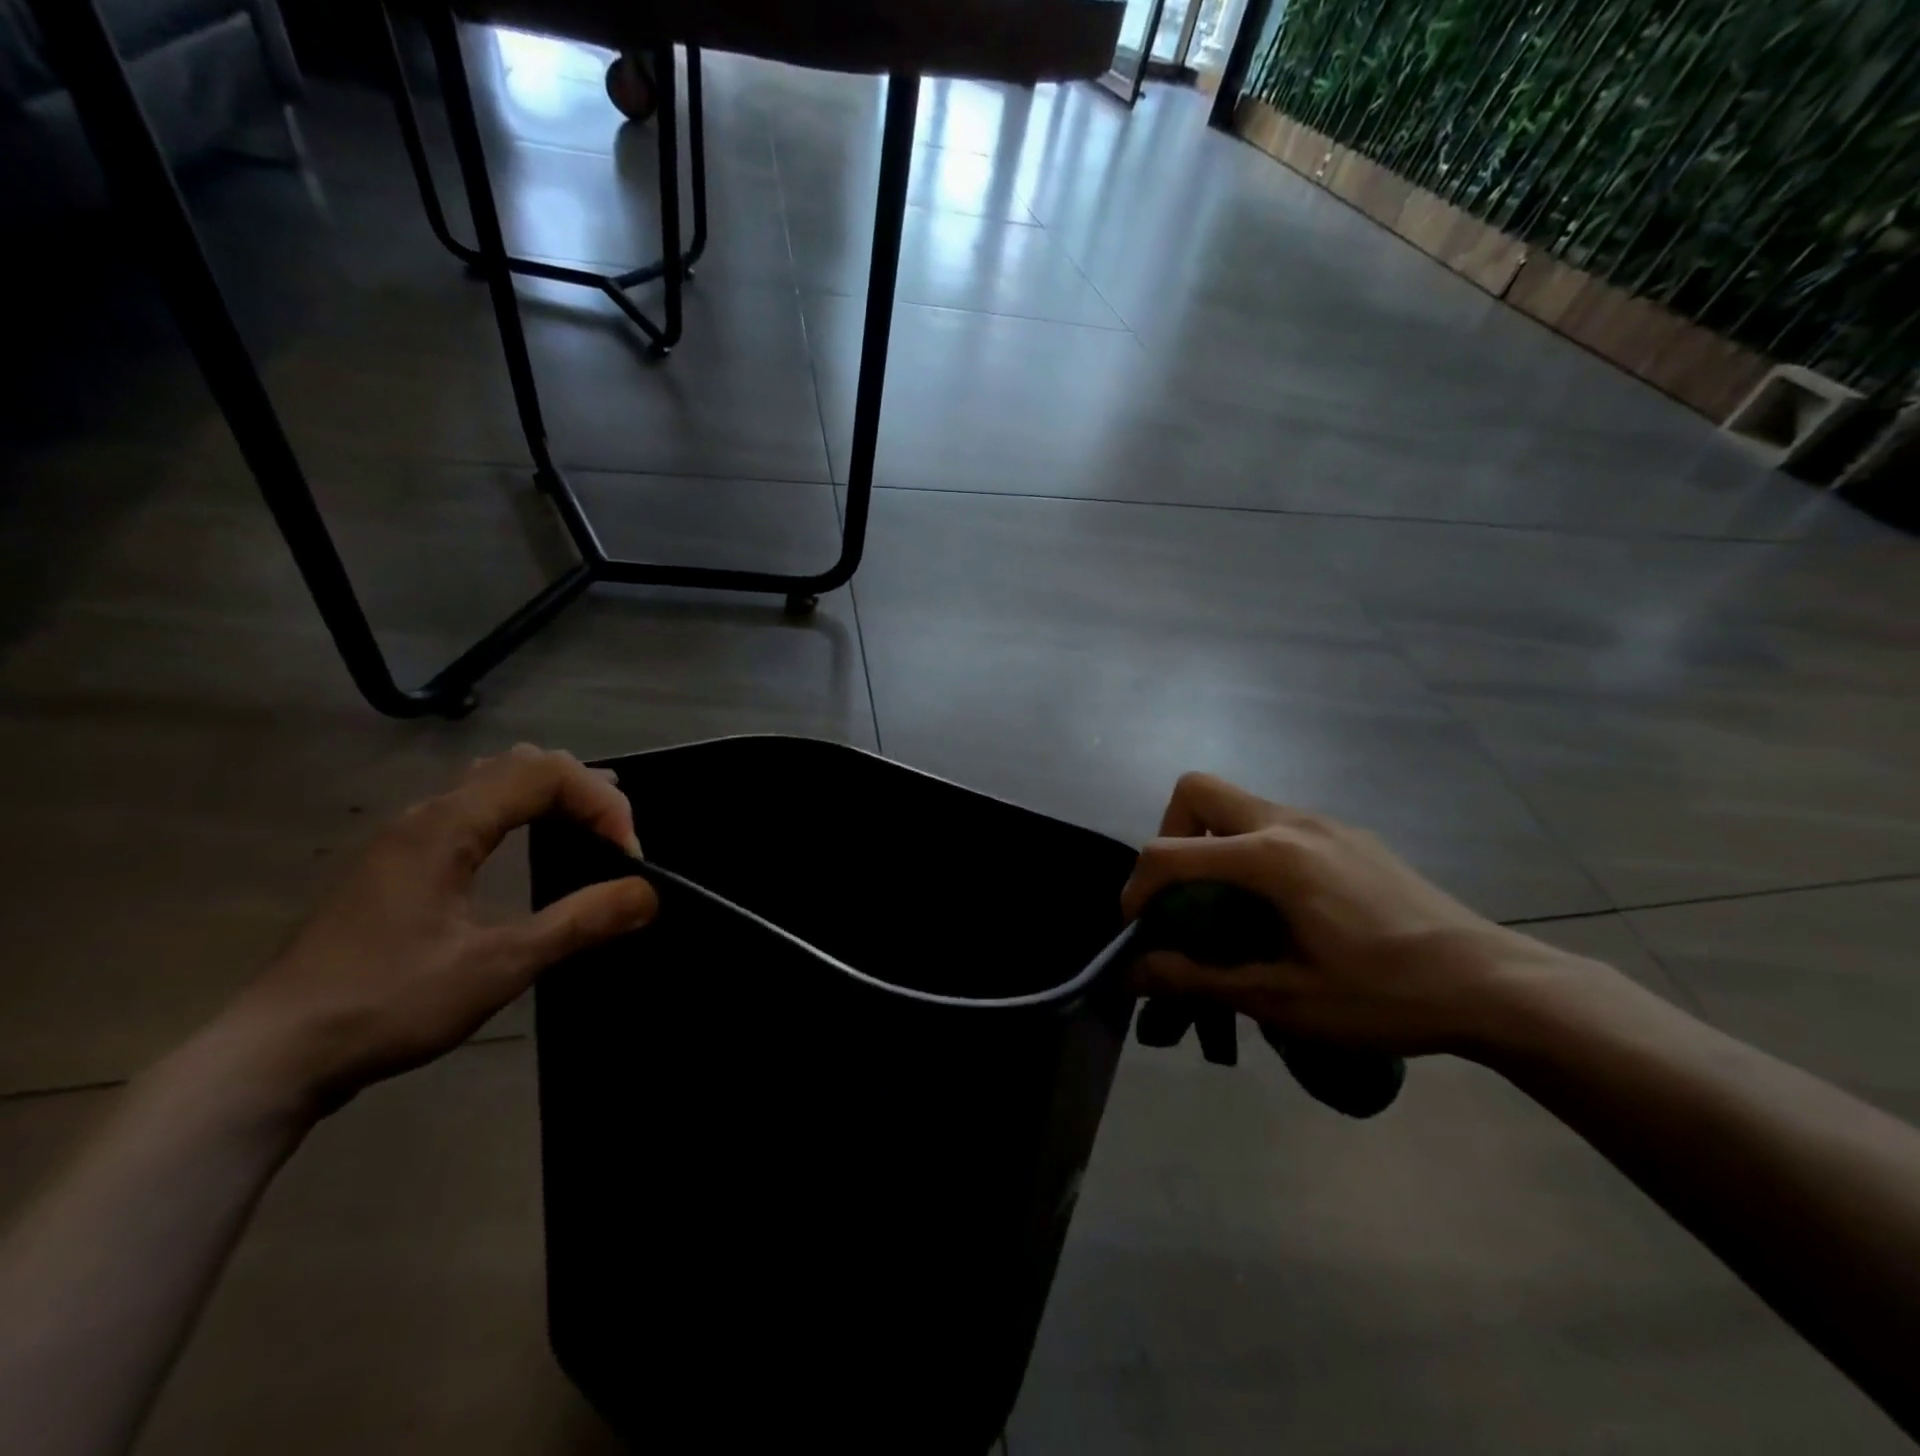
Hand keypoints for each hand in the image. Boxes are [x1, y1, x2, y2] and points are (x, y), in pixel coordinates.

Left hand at [212, 745, 657, 1113]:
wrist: (273, 1056)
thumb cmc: (388, 1003)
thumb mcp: (498, 967)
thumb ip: (579, 922)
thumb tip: (649, 893)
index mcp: (446, 826)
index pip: (546, 773)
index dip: (602, 803)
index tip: (628, 858)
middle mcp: (427, 815)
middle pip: (522, 763)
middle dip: (584, 790)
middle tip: (618, 838)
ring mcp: (408, 837)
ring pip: (495, 780)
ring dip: (553, 795)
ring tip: (591, 829)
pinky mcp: (402, 863)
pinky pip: (476, 807)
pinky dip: (523, 811)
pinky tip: (533, 845)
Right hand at [1121, 773, 1572, 1056]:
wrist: (1495, 984)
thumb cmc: (1387, 996)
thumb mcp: (1286, 1000)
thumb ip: (1201, 979)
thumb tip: (1133, 973)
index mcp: (1271, 858)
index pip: (1170, 852)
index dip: (1138, 887)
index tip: (1140, 926)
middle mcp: (1290, 822)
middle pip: (1197, 792)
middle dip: (1170, 836)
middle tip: (1182, 894)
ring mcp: (1323, 822)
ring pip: (1237, 805)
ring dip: (1212, 844)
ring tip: (1229, 907)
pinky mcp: (1347, 834)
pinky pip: (1275, 823)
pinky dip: (1251, 850)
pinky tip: (1283, 906)